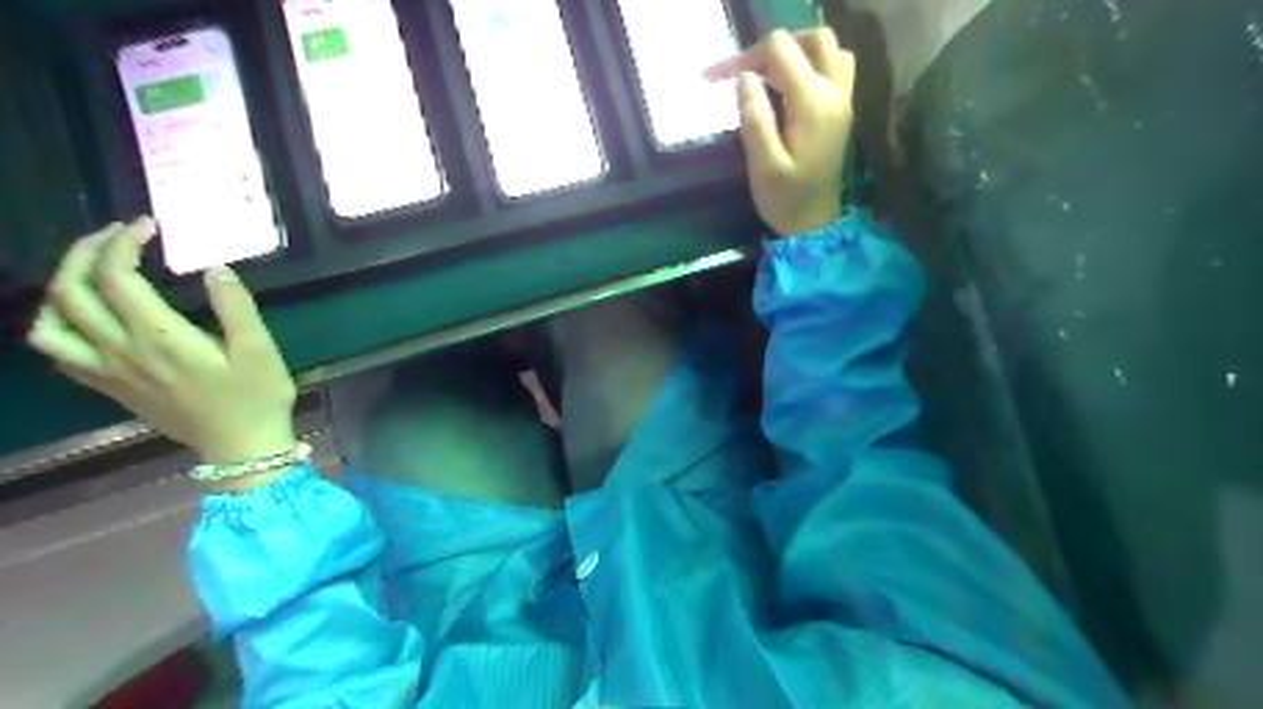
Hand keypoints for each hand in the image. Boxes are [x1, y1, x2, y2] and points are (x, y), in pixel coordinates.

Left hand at [28, 219, 299, 473]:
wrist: (241, 447)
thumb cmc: (257, 397)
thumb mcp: (260, 351)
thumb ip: (236, 308)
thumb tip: (214, 268)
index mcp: (159, 338)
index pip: (117, 278)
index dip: (123, 243)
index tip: (147, 226)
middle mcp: (121, 351)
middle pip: (72, 291)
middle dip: (86, 253)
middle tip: (117, 235)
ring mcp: (109, 372)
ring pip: (49, 323)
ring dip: (61, 287)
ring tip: (93, 272)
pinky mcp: (110, 387)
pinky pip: (59, 352)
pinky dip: (59, 323)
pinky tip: (88, 316)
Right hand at [706, 26, 853, 237]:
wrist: (815, 224)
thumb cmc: (785, 200)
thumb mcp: (763, 166)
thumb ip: (755, 118)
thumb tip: (745, 77)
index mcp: (812, 104)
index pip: (780, 51)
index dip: (746, 57)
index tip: (719, 79)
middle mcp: (834, 93)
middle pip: (811, 39)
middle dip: (773, 49)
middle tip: (747, 74)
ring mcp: (843, 99)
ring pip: (828, 49)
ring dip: (797, 52)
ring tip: (768, 75)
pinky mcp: (842, 109)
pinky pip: (837, 66)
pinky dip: (813, 63)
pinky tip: (791, 86)